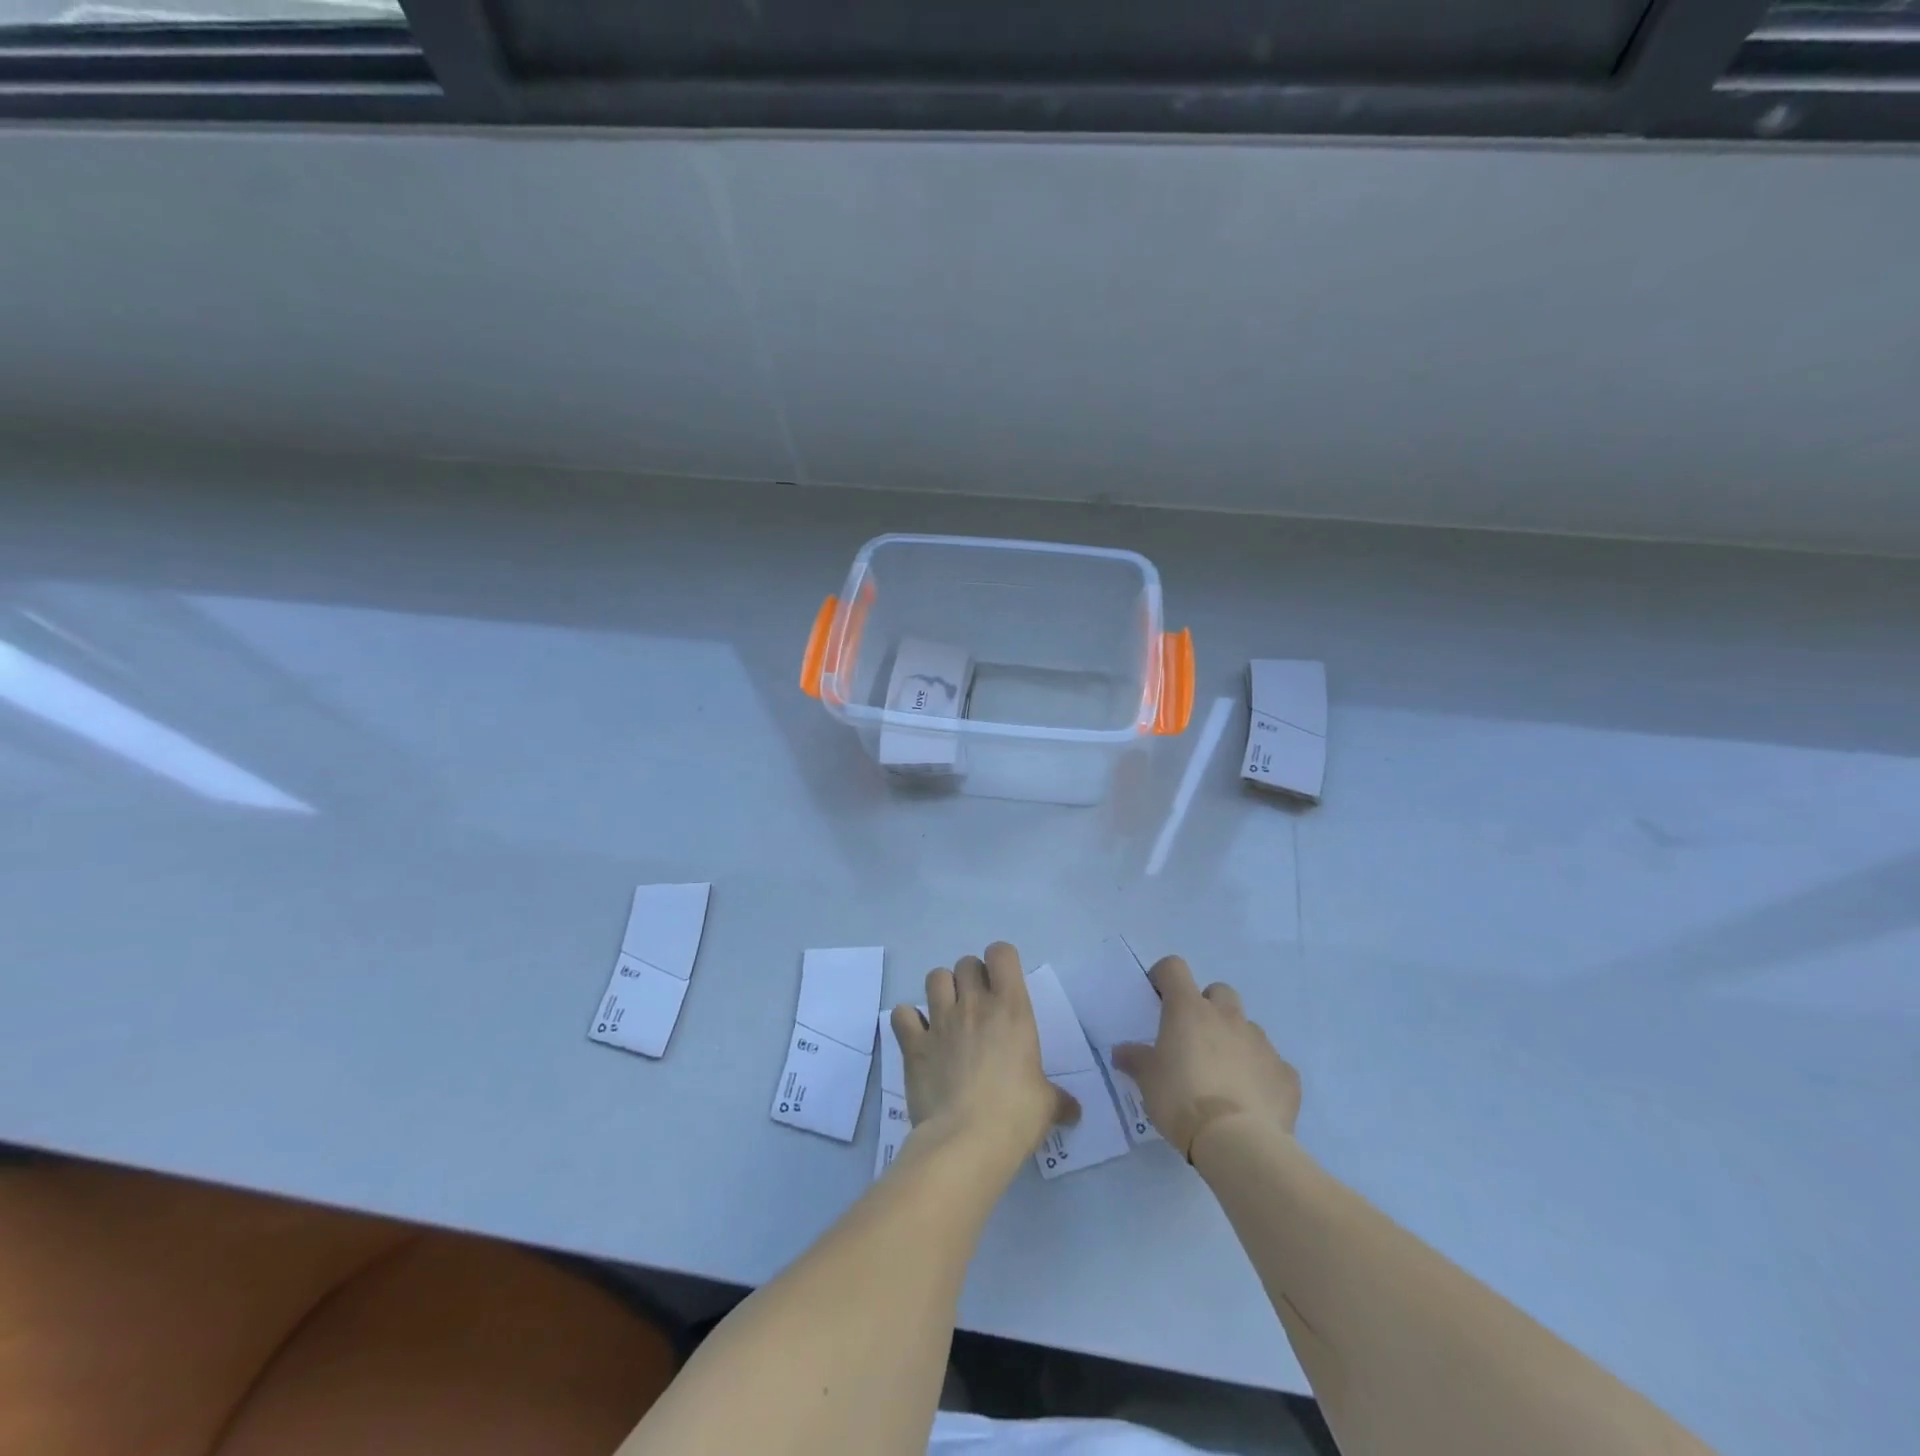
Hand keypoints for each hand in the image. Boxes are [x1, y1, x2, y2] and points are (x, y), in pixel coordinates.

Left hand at [891, 942, 1078, 1170]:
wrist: (966, 1141)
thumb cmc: (1016, 1115)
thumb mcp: (1047, 1104)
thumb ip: (1059, 1099)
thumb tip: (1074, 1111)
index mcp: (1011, 1008)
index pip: (1001, 953)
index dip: (1001, 962)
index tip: (1004, 984)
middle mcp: (974, 1004)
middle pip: (966, 963)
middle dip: (971, 978)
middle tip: (978, 1006)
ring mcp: (940, 1020)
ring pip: (935, 977)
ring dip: (941, 990)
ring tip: (947, 1015)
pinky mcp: (913, 1043)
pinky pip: (902, 1014)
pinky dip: (908, 1021)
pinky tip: (917, 1037)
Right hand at [1111, 956, 1299, 1159]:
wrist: (1236, 1142)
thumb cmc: (1181, 1099)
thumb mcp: (1147, 1080)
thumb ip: (1135, 1059)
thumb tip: (1121, 1052)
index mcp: (1189, 1010)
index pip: (1174, 969)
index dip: (1164, 976)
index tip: (1158, 996)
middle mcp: (1227, 1017)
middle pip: (1219, 991)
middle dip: (1208, 1006)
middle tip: (1194, 1037)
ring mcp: (1261, 1043)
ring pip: (1247, 1028)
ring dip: (1235, 1041)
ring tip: (1224, 1076)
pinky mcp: (1286, 1074)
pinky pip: (1273, 1065)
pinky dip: (1261, 1075)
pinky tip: (1251, 1101)